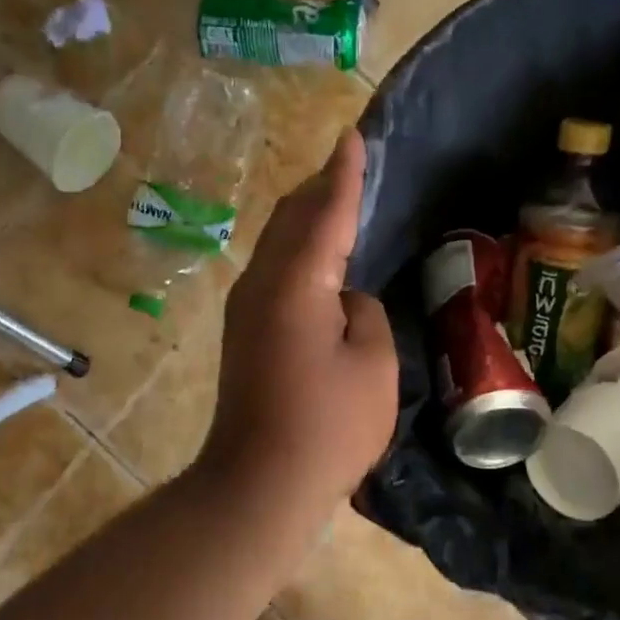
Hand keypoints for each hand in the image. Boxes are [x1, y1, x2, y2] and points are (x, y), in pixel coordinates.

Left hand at [199, 129, 397, 510]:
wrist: (259, 484)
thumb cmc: (328, 427)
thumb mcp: (374, 365)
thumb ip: (364, 313)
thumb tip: (344, 298)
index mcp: (296, 283)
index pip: (326, 213)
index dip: (345, 174)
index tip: (354, 135)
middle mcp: (262, 284)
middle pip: (291, 217)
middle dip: (320, 186)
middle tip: (351, 162)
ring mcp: (246, 308)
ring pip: (277, 242)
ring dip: (306, 216)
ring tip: (336, 197)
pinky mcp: (244, 332)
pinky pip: (274, 269)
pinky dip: (298, 248)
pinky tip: (317, 254)